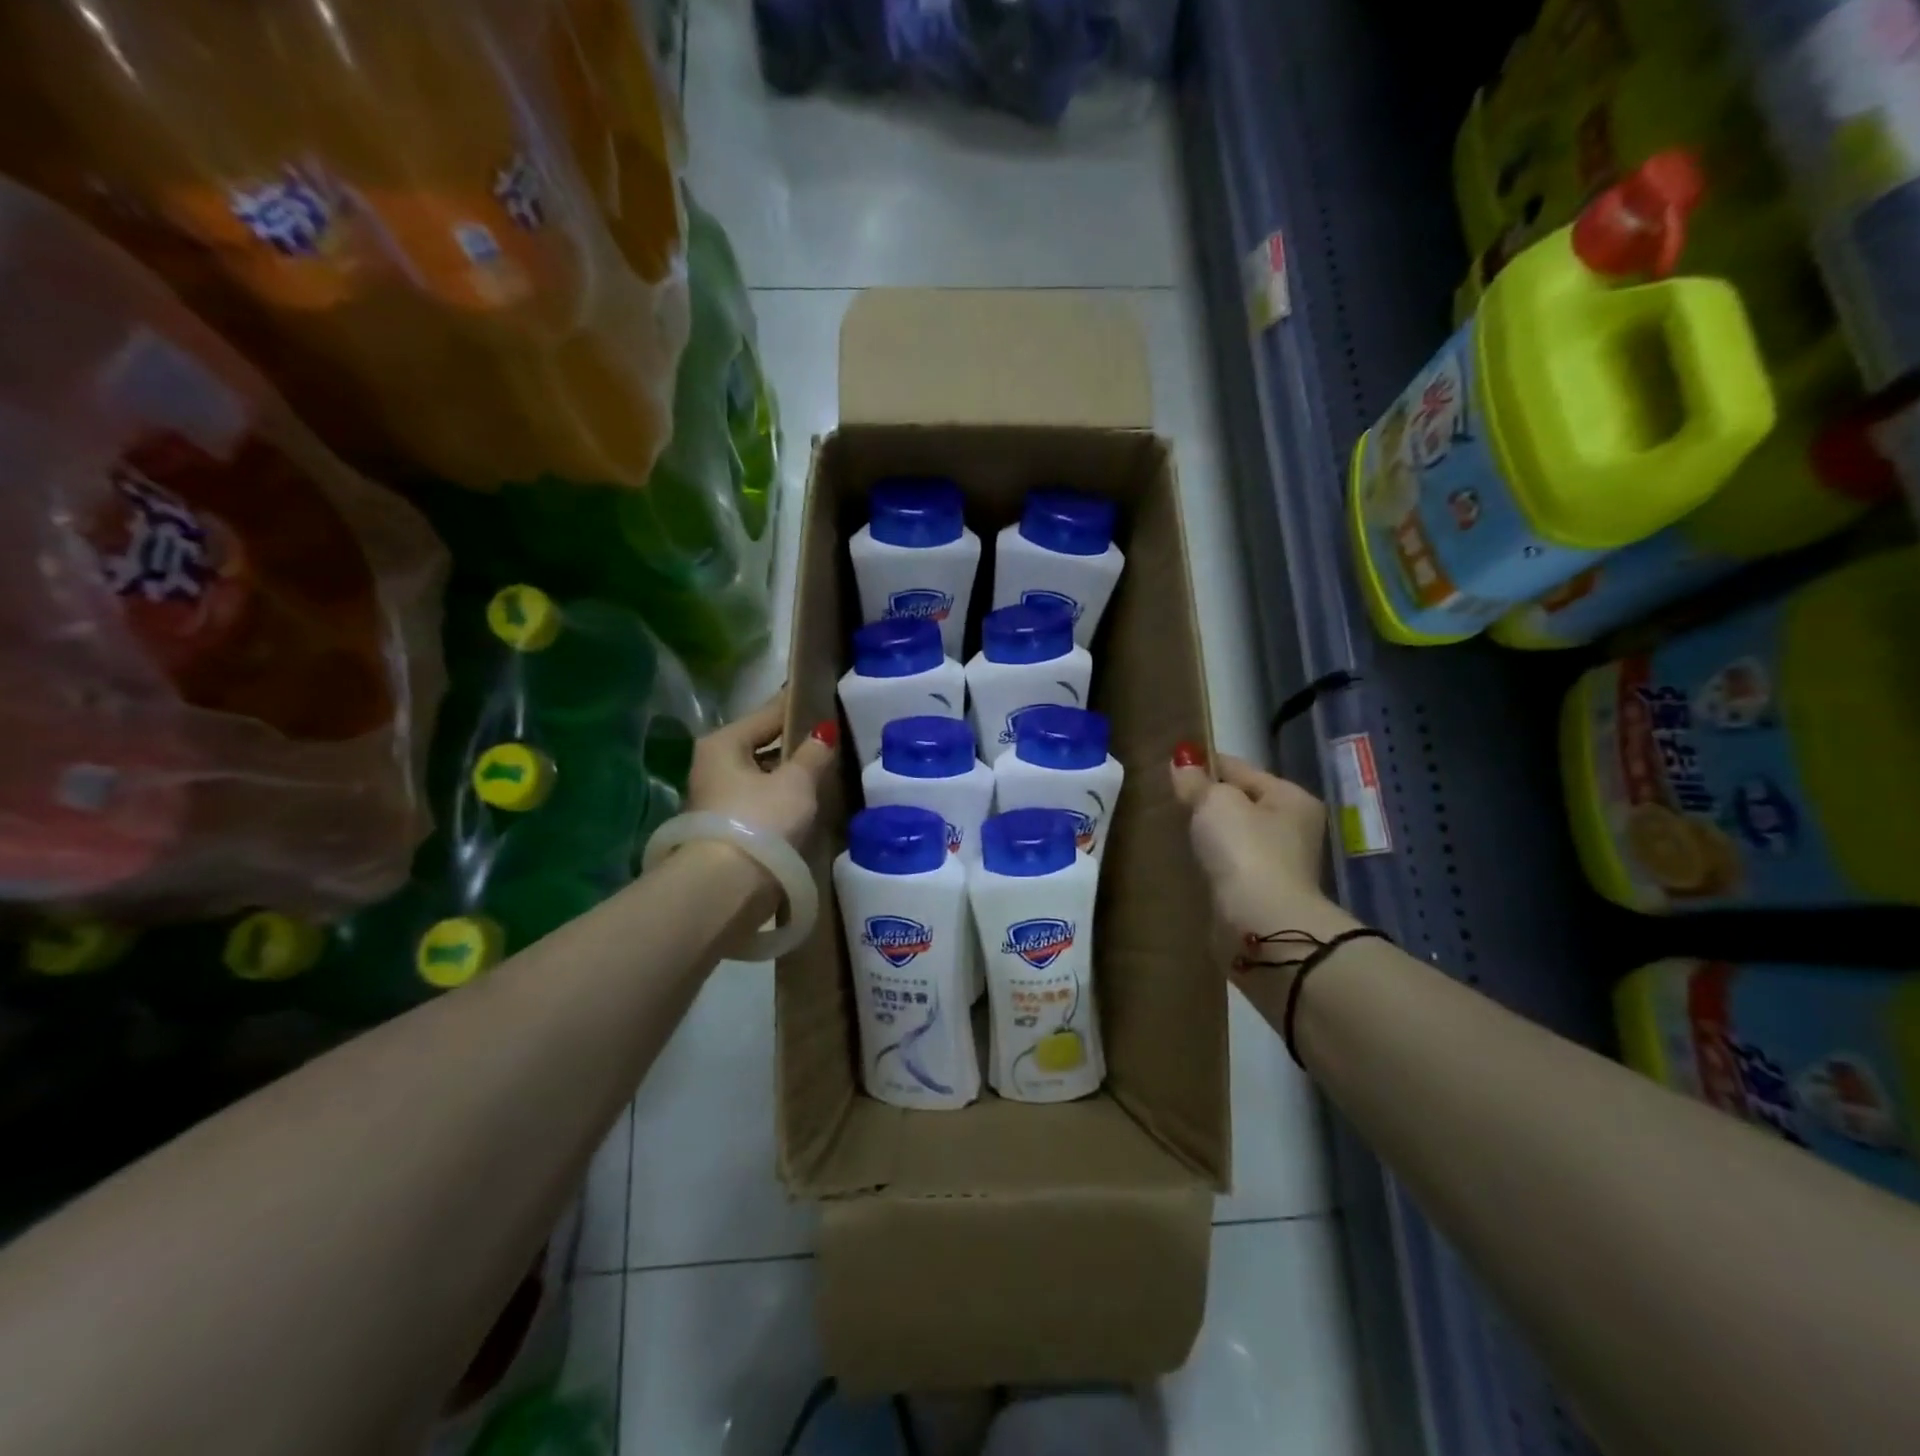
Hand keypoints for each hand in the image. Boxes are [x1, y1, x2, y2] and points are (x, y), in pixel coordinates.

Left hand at [685, 690, 836, 849]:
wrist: (728, 887)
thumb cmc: (761, 820)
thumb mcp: (796, 782)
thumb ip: (813, 754)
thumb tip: (824, 731)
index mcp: (723, 743)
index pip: (766, 714)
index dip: (795, 705)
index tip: (819, 694)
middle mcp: (712, 766)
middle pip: (760, 746)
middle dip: (792, 744)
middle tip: (829, 737)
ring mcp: (717, 800)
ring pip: (761, 777)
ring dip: (787, 775)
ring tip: (824, 770)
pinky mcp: (727, 830)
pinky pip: (761, 803)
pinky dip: (781, 800)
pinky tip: (807, 802)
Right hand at [1169, 746, 1339, 940]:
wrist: (1261, 925)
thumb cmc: (1245, 850)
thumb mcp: (1215, 803)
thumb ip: (1197, 782)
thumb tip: (1182, 762)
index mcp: (1291, 797)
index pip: (1241, 768)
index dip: (1206, 764)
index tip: (1173, 765)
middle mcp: (1293, 828)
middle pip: (1241, 803)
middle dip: (1208, 802)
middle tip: (1170, 800)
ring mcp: (1280, 864)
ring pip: (1235, 836)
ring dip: (1210, 834)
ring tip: (1174, 829)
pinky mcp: (1262, 893)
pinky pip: (1230, 865)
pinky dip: (1212, 861)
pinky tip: (1189, 860)